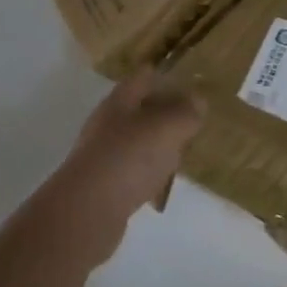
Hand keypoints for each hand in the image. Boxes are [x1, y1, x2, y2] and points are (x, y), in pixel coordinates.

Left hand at [46, 70, 205, 259]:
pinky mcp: (105, 184)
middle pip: (139, 108)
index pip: (143, 77)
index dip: (166, 75)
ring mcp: (104, 154)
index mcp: (120, 101)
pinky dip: (149, 171)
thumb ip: (185, 112)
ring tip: (183, 149)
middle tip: (193, 117)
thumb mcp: (167, 128)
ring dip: (158, 143)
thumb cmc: (129, 158)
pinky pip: (133, 169)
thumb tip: (198, 100)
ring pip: (137, 140)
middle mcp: (108, 123)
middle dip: (164, 111)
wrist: (88, 210)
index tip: (191, 81)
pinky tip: (162, 183)